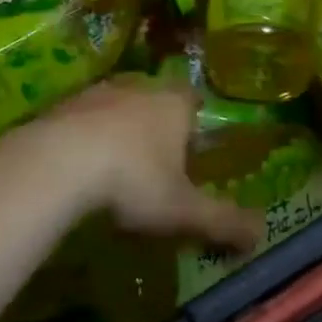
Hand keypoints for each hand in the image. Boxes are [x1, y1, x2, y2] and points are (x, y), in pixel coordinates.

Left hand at [23, 81, 262, 250]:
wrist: (58, 162)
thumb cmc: (134, 180)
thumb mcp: (184, 211)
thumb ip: (224, 221)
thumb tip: (262, 234)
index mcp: (173, 104)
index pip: (192, 98)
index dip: (194, 119)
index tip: (192, 144)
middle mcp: (138, 87)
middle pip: (154, 98)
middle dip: (156, 123)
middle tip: (155, 160)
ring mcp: (96, 92)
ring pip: (116, 104)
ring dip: (118, 128)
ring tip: (115, 165)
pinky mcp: (61, 105)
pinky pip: (82, 118)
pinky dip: (85, 136)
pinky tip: (79, 166)